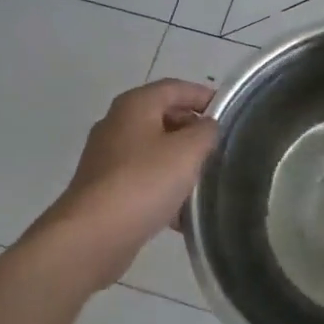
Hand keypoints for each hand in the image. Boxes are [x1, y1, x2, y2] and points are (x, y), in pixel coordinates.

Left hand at [31, 80, 219, 271]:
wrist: (93, 236)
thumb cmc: (144, 181)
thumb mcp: (189, 150)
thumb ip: (206, 131)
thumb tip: (206, 126)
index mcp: (135, 105)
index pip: (176, 87)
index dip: (205, 96)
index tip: (231, 114)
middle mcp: (117, 124)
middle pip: (164, 117)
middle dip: (194, 131)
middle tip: (220, 148)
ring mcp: (108, 158)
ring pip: (155, 151)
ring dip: (181, 163)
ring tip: (206, 181)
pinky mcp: (106, 189)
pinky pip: (144, 179)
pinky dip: (164, 188)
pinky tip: (182, 213)